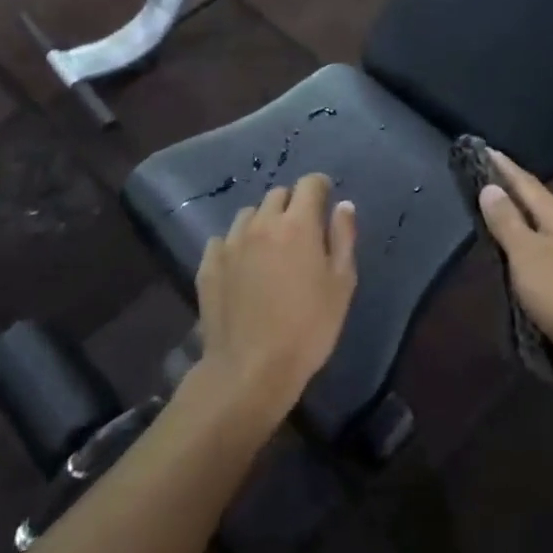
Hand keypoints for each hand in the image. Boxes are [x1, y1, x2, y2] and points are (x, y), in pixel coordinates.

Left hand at [194, 173, 357, 423]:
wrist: (251, 369)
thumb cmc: (308, 328)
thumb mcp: (341, 284)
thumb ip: (343, 238)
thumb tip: (343, 205)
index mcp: (297, 224)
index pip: (309, 183)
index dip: (320, 187)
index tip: (326, 200)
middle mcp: (261, 223)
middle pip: (277, 195)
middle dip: (292, 204)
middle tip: (301, 230)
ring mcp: (230, 242)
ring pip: (249, 214)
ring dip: (263, 221)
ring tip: (270, 248)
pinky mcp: (209, 264)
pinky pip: (224, 239)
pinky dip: (237, 244)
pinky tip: (243, 267)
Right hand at [477, 151, 552, 376]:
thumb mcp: (527, 254)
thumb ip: (507, 221)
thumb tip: (491, 187)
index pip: (526, 182)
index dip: (503, 166)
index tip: (482, 148)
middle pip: (533, 202)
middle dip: (508, 189)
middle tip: (480, 175)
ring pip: (537, 228)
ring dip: (514, 218)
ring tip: (489, 209)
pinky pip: (538, 253)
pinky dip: (520, 246)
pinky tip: (509, 252)